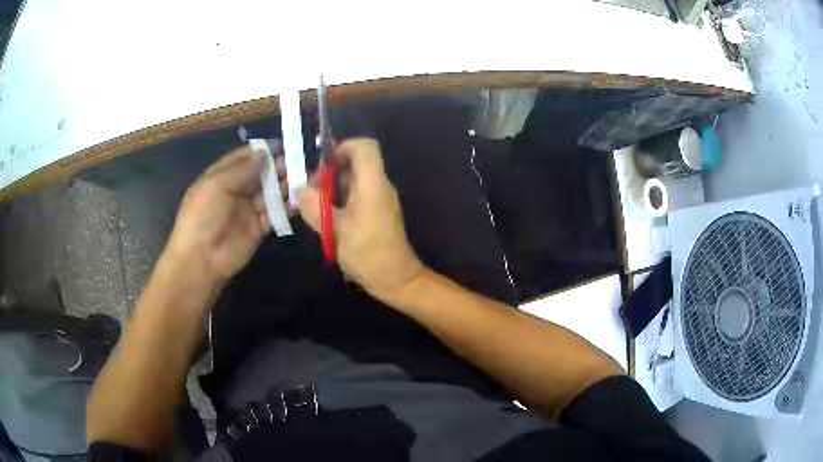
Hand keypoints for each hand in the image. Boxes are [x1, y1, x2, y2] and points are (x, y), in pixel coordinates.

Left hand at [165, 143, 289, 284]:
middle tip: (296, 162)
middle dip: (276, 167)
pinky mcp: (259, 228)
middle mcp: (235, 191)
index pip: (242, 158)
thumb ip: (242, 169)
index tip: (281, 144)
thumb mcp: (217, 185)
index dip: (260, 151)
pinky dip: (287, 207)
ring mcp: (247, 210)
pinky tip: (300, 199)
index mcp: (221, 177)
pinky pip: (275, 214)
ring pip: (269, 193)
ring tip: (303, 177)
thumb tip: (264, 153)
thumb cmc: (203, 216)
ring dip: (284, 185)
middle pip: (259, 174)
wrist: (202, 259)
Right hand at [297, 138, 424, 303]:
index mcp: (373, 183)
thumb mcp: (335, 230)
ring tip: (313, 206)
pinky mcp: (376, 213)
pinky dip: (339, 200)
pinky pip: (356, 196)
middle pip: (355, 163)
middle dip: (330, 172)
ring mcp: (379, 200)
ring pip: (353, 181)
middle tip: (310, 191)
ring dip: (332, 189)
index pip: (365, 147)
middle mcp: (379, 186)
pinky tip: (325, 218)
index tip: (322, 165)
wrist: (395, 279)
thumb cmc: (367, 253)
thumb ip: (314, 207)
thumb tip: (299, 190)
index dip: (343, 147)